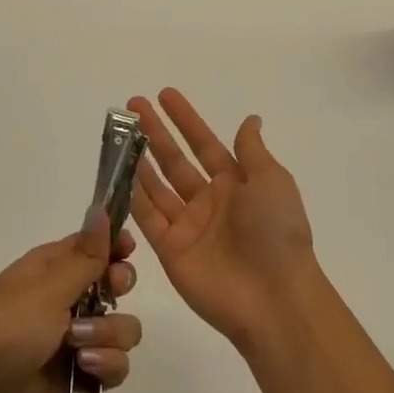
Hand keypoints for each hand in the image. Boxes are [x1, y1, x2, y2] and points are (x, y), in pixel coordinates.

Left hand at [0, 206, 140, 392]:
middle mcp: (67, 298)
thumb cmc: (5, 332)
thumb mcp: (47, 290)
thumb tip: (101, 208)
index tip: (127, 251)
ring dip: (109, 334)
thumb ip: (85, 257)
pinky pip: (116, 364)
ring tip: (80, 348)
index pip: (94, 244)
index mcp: (52, 268)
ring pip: (121, 326)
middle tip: (109, 294)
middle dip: (119, 287)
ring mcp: (75, 339)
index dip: (115, 244)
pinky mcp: (81, 377)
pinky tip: (86, 370)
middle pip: (116, 281)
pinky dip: (107, 366)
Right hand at [127, 89, 317, 355]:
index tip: (164, 94)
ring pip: (156, 185)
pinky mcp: (170, 251)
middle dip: (154, 133)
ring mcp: (188, 226)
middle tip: (132, 106)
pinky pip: (147, 217)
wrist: (274, 298)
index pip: (204, 143)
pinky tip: (117, 172)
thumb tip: (250, 119)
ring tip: (118, 134)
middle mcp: (209, 201)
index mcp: (236, 183)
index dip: (185, 119)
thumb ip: (251, 150)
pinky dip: (131, 195)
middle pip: (175, 160)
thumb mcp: (272, 181)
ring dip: (138, 159)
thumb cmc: (276, 232)